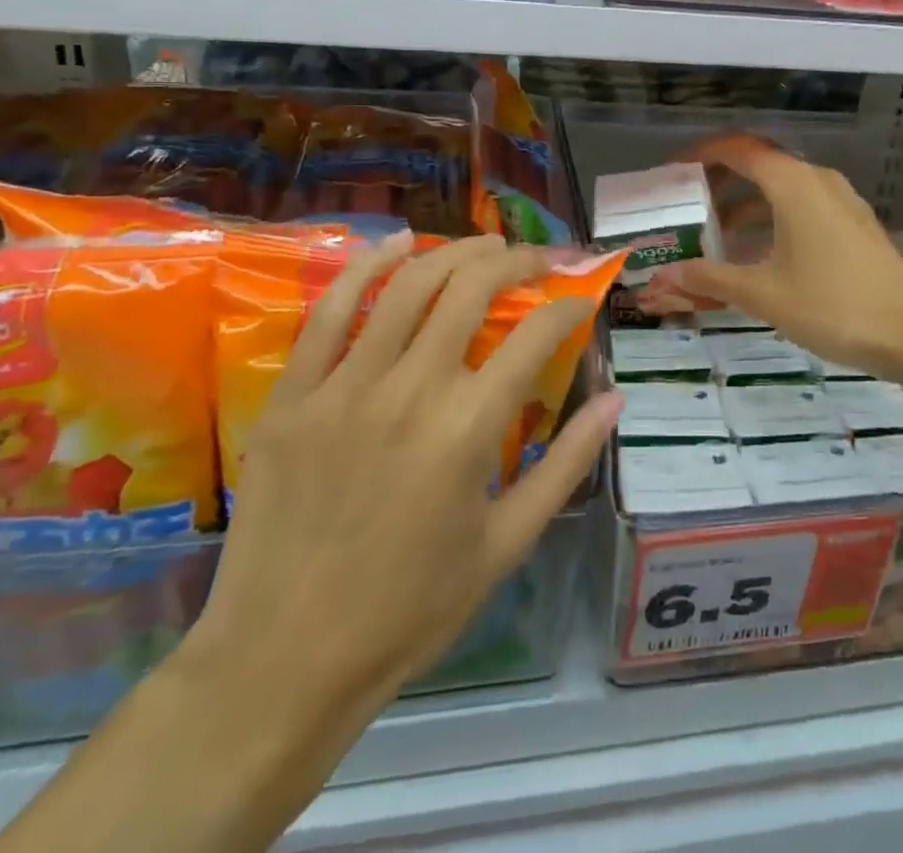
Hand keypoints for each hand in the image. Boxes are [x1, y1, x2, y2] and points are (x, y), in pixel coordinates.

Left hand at [181, 232, 621, 730]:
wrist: (286, 660)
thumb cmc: (411, 608)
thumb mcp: (508, 543)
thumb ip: (568, 464)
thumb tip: (615, 399)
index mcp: (468, 429)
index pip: (535, 334)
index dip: (567, 307)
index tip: (580, 301)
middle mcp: (411, 390)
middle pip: (472, 289)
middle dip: (517, 261)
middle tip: (537, 259)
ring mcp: (345, 386)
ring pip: (408, 285)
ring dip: (454, 252)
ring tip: (485, 244)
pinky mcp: (294, 395)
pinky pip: (330, 311)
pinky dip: (367, 267)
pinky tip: (397, 243)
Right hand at [644, 137, 902, 396]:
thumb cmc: (833, 305)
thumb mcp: (763, 293)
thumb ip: (710, 279)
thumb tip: (664, 276)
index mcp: (793, 184)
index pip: (738, 149)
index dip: (702, 154)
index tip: (672, 171)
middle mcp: (817, 180)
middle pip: (759, 165)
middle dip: (719, 181)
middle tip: (686, 204)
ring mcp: (840, 201)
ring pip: (781, 188)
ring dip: (745, 204)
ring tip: (713, 234)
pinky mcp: (853, 224)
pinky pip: (801, 206)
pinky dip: (771, 218)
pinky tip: (757, 253)